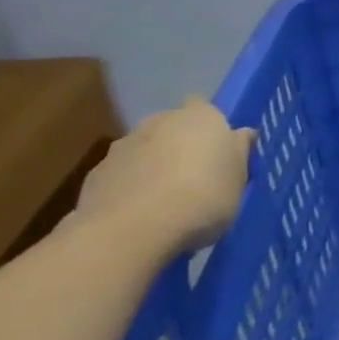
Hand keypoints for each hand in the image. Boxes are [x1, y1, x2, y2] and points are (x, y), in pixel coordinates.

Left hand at [74, 97, 254, 257]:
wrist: (132, 229)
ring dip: (152, 166)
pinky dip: (128, 188)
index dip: (211, 130)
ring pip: (145, 150)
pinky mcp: (96, 172)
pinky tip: (137, 216)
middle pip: (174, 127)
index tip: (217, 155)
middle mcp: (161, 120)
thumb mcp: (238, 181)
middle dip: (180, 146)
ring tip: (163, 203)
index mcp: (202, 116)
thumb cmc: (202, 198)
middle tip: (193, 179)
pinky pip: (121, 175)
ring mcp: (124, 145)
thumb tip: (242, 134)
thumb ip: (239, 153)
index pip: (207, 109)